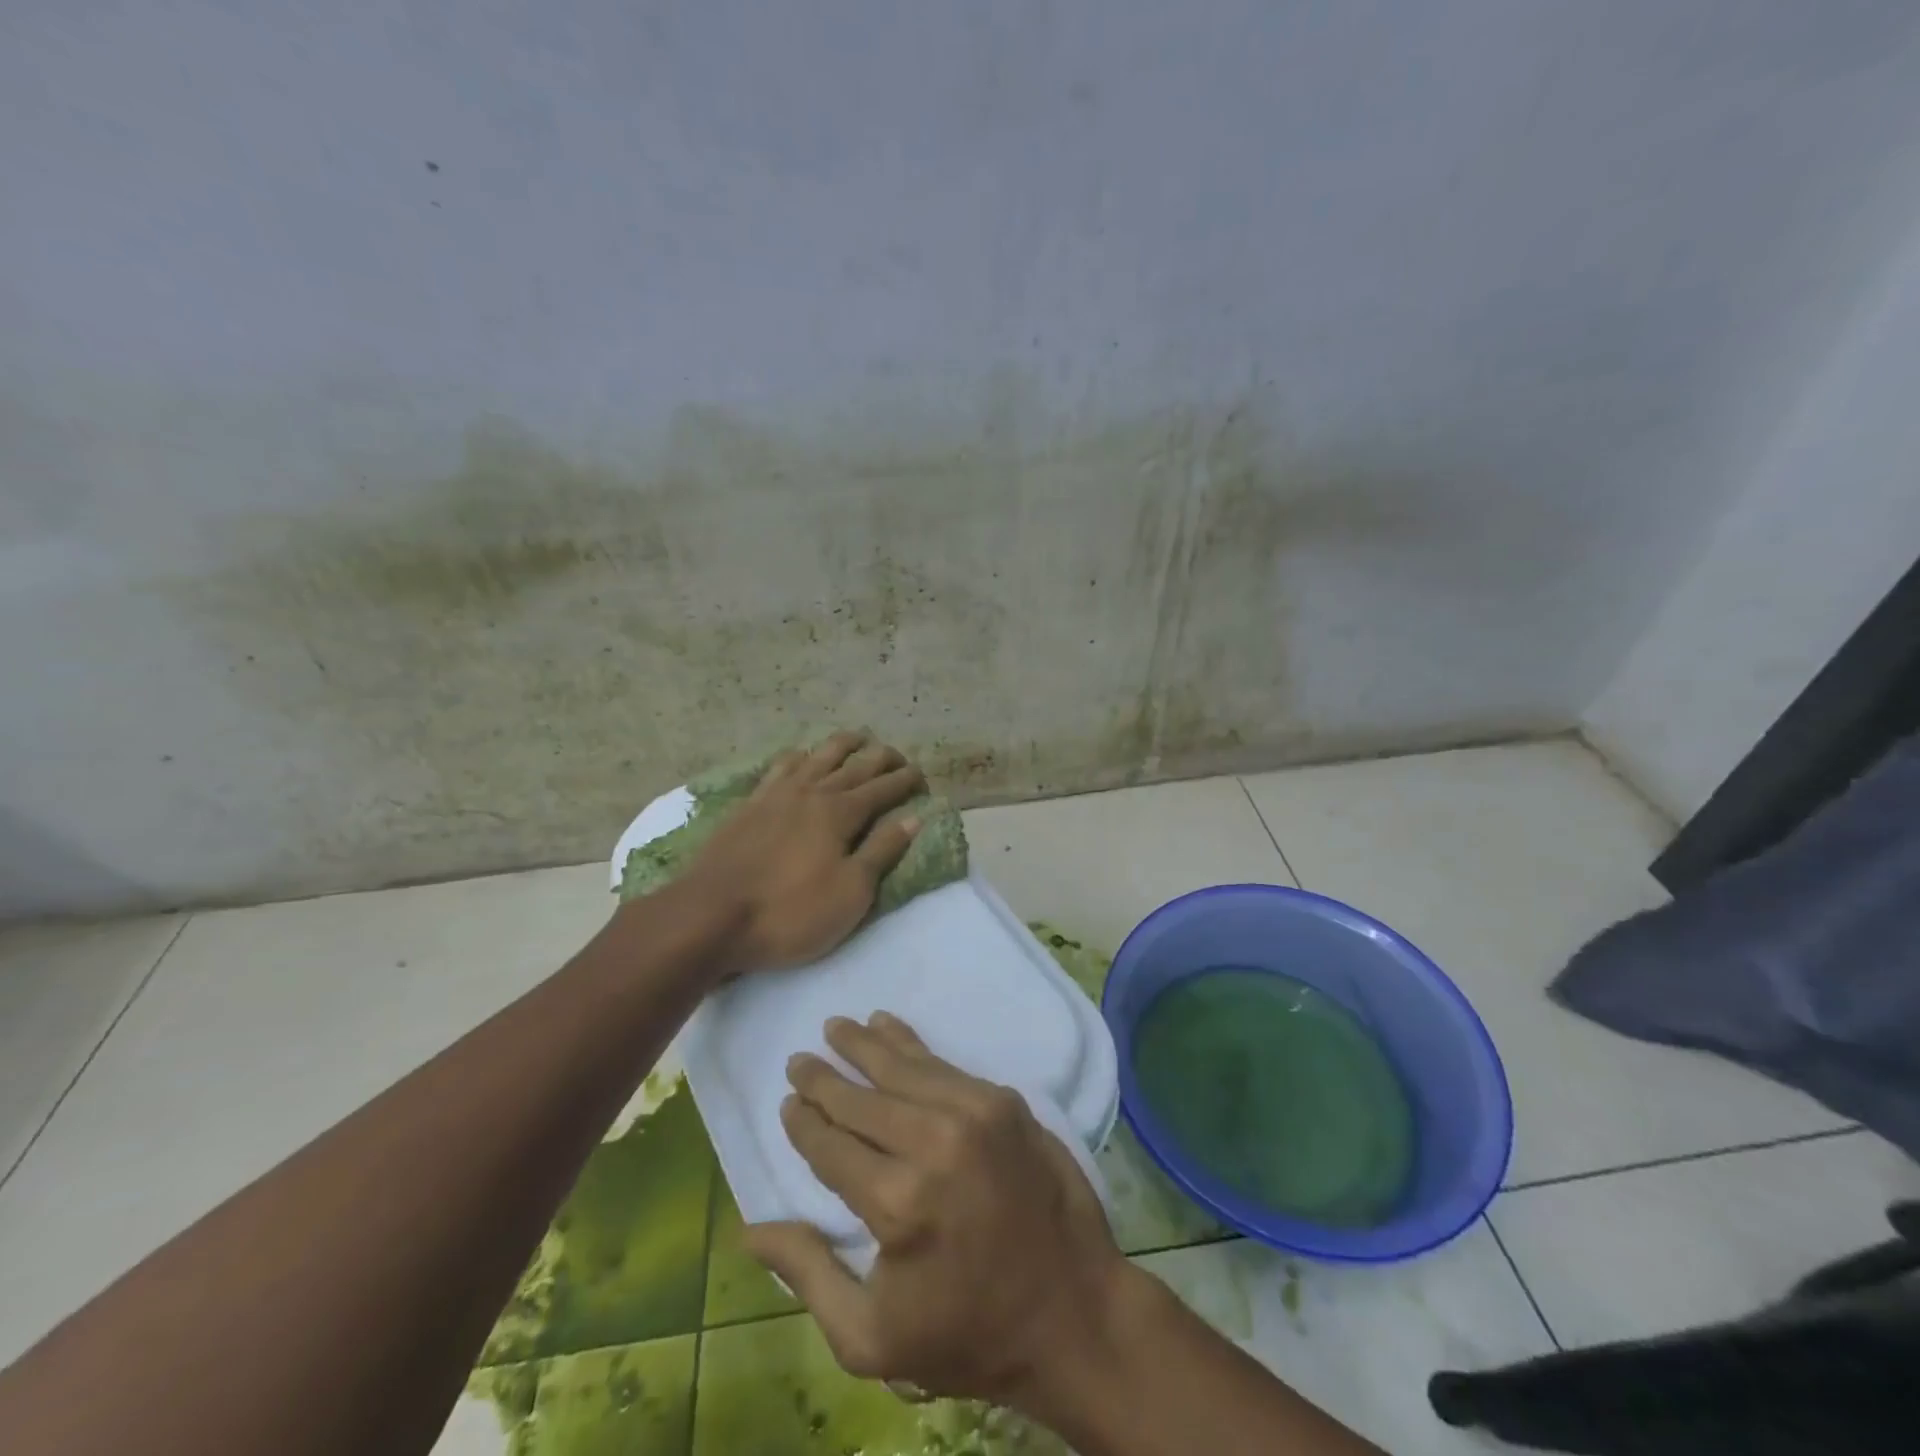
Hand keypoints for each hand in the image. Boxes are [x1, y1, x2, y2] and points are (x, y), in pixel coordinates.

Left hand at [684, 731, 924, 974]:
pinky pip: (779, 767)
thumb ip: (882, 851)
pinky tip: (800, 757)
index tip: (923, 775)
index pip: (883, 788)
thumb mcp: (850, 893)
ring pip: (817, 756)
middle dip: (882, 757)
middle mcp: (811, 792)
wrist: (709, 916)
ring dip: (842, 745)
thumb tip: (913, 818)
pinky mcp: (749, 804)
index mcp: (840, 812)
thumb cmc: (789, 912)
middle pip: (854, 764)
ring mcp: (776, 794)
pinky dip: (798, 756)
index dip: (906, 780)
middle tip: (899, 757)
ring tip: (858, 739)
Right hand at [745, 1013, 1128, 1407]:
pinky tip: (888, 1027)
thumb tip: (751, 1230)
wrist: (1074, 1312)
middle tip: (799, 1060)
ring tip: (836, 1027)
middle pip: (862, 1100)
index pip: (831, 1146)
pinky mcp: (1003, 1101)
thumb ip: (808, 1275)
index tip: (787, 1102)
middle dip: (824, 1078)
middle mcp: (933, 1144)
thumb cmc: (968, 1334)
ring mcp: (974, 1115)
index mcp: (897, 1204)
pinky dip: (911, 1044)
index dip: (805, 1122)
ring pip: (902, 1068)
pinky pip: (943, 1065)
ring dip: (864, 1045)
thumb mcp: (872, 1338)